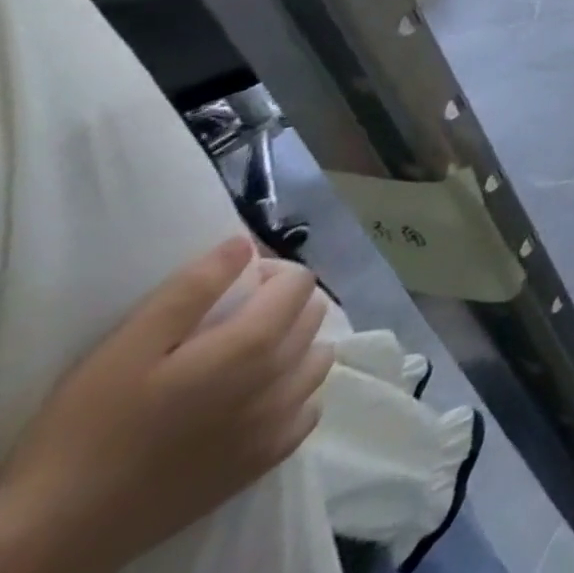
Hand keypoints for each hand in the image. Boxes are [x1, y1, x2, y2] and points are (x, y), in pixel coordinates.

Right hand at [0, 237, 333, 572]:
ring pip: (318, 358)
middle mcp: (282, 378)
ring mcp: (280, 422)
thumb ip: (193, 288)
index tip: (236, 289)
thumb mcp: (125, 349)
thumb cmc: (84, 436)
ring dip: (295, 348)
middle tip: (235, 322)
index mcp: (255, 345)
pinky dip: (293, 396)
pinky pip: (308, 409)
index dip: (272, 275)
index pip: (300, 281)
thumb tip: (245, 244)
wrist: (45, 538)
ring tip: (247, 360)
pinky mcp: (267, 460)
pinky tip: (255, 401)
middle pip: (313, 315)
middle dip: (284, 306)